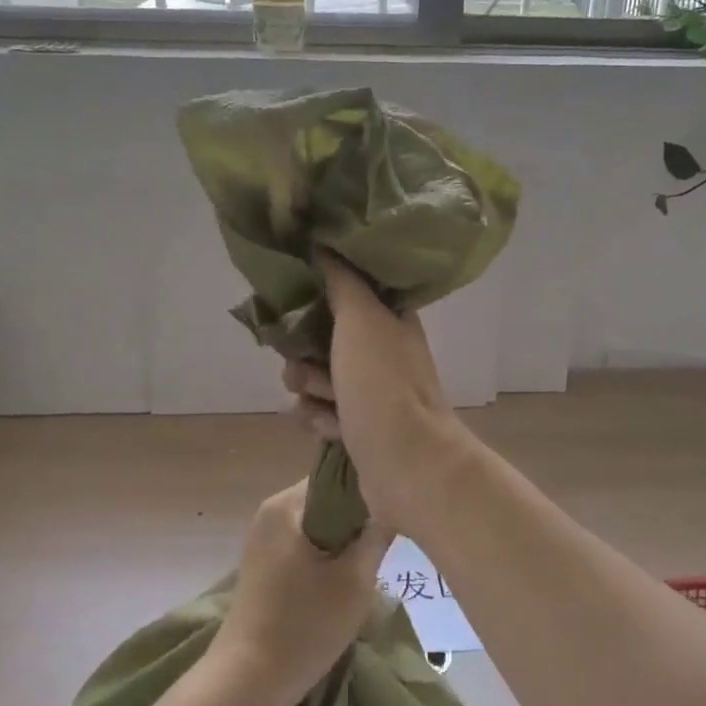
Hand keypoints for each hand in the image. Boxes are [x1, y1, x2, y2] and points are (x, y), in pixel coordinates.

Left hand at [210, 479, 391, 705]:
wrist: (246, 682)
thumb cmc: (304, 625)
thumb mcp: (355, 580)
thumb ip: (377, 535)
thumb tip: (392, 506)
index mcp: (287, 504)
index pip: (338, 475)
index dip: (370, 488)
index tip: (396, 507)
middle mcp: (271, 511)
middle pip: (328, 499)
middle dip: (358, 516)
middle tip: (389, 538)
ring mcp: (264, 538)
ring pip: (318, 523)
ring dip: (345, 538)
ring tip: (373, 559)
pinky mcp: (263, 564)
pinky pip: (304, 542)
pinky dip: (327, 553)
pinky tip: (346, 577)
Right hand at [281, 251, 465, 533]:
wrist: (409, 465)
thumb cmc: (384, 385)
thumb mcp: (361, 319)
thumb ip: (340, 279)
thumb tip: (323, 239)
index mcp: (387, 318)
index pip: (342, 293)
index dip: (314, 301)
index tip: (296, 309)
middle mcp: (380, 350)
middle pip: (320, 338)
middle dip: (304, 355)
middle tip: (313, 368)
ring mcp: (370, 390)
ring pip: (315, 377)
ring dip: (309, 390)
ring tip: (326, 402)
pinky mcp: (359, 426)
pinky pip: (320, 411)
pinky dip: (319, 418)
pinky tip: (329, 428)